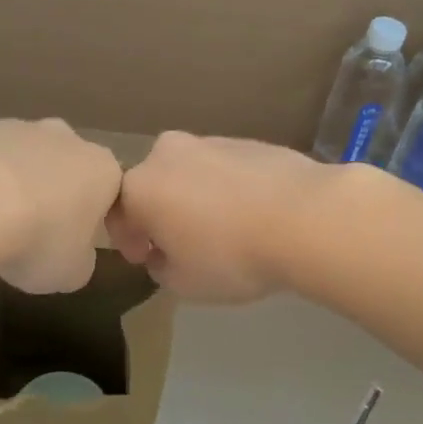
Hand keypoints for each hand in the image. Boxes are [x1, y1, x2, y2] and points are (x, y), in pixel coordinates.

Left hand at [0, 119, 123, 292]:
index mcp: (102, 169)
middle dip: (54, 195)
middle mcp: (67, 137)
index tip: (75, 245)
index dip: (95, 220)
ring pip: (24, 159)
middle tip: (34, 234)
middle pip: (67, 168)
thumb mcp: (73, 272)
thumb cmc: (40, 238)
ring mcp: (20, 127)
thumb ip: (81, 260)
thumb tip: (73, 255)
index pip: (110, 192)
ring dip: (15, 185)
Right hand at [107, 131, 334, 302]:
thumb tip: (163, 253)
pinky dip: (225, 188)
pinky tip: (250, 213)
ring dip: (193, 199)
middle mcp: (167, 154)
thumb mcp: (183, 283)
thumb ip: (161, 267)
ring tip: (223, 230)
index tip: (146, 259)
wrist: (305, 216)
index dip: (128, 241)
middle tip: (182, 245)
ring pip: (188, 174)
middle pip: (152, 186)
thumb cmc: (231, 255)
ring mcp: (208, 141)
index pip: (117, 213)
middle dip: (160, 214)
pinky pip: (222, 169)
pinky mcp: (246, 141)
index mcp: (141, 186)